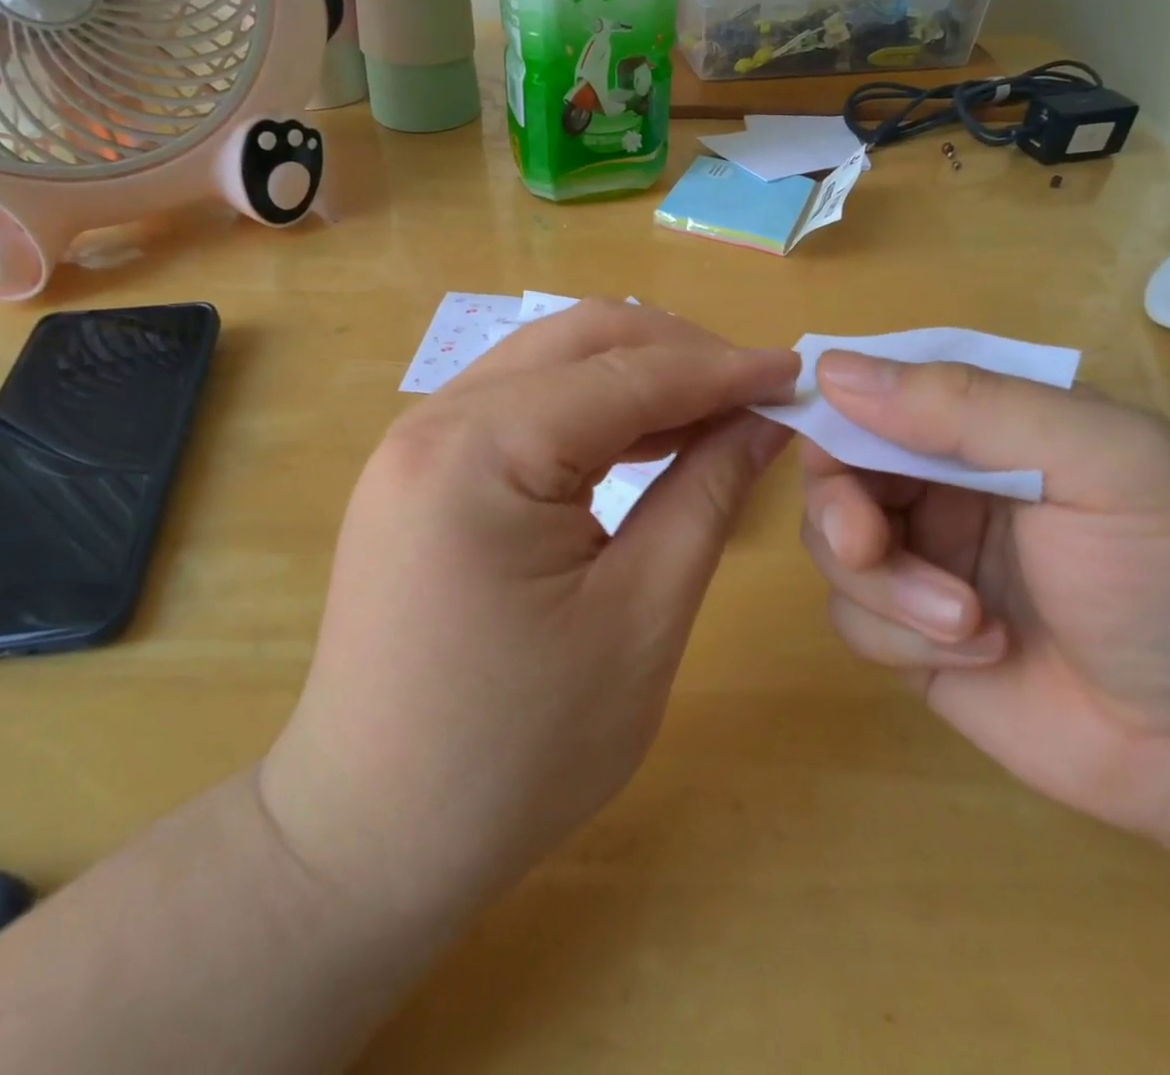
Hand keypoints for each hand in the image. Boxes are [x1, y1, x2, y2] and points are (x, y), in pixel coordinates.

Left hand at [261, 301, 796, 929]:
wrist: (374, 831)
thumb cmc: (518, 748)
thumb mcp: (641, 617)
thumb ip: (707, 494)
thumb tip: (764, 419)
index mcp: (482, 449)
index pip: (628, 373)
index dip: (722, 368)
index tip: (795, 372)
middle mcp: (436, 419)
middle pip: (580, 340)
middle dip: (677, 353)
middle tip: (752, 393)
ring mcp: (416, 439)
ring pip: (547, 360)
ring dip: (633, 374)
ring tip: (708, 412)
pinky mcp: (417, 469)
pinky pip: (516, 403)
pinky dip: (586, 406)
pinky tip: (637, 438)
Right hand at [800, 353, 1169, 847]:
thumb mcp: (1103, 463)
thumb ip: (970, 406)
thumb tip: (831, 370)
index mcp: (985, 426)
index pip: (875, 391)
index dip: (835, 410)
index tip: (823, 441)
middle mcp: (941, 485)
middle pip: (834, 471)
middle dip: (842, 508)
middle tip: (870, 542)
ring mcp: (923, 561)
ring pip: (831, 545)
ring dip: (883, 584)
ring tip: (967, 623)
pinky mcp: (909, 636)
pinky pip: (849, 617)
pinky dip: (896, 635)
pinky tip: (979, 654)